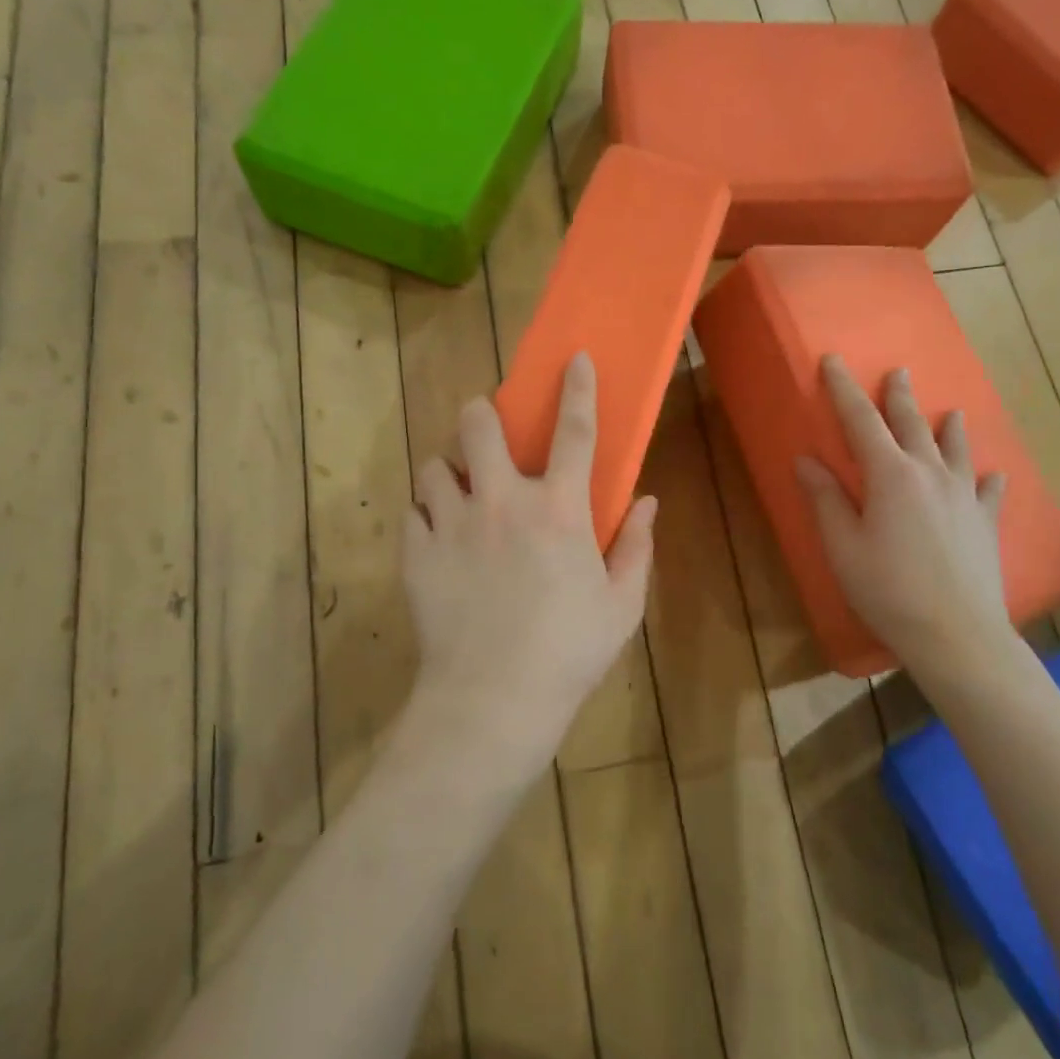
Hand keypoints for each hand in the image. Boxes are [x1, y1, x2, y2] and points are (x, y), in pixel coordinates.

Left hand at [400, 353, 656, 788]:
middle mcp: (502, 502)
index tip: (573, 358)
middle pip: (478, 425)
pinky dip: (425, 513)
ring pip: (435, 465)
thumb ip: (636, 547)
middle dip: (480, 413)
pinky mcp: (416, 552)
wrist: (492, 700)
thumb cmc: (568, 652)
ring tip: (459, 493)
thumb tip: (647, 502)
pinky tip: (438, 535)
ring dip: (450, 470)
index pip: (574, 433)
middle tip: (486, 428)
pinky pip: (412, 511)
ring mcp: (452, 524)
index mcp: (558, 510)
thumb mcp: (621, 605)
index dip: (577, 390)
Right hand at [795, 356, 1012, 682]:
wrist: (956, 634)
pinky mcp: (985, 523)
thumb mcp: (842, 546)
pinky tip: (994, 475)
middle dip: (899, 396)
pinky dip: (988, 478)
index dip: (844, 388)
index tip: (833, 360)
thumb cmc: (887, 589)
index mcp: (890, 475)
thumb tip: (806, 460)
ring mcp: (964, 497)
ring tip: (951, 411)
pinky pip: (988, 491)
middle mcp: (930, 474)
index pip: (861, 420)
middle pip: (912, 424)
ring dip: (949, 428)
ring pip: (956, 450)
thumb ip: (826, 499)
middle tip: (898, 371)